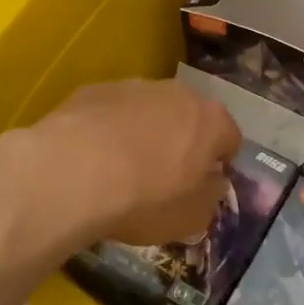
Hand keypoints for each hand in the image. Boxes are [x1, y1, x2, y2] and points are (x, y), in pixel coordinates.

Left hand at [22, 78, 241, 247]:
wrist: (72, 173)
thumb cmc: (145, 199)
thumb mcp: (192, 217)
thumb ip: (211, 196)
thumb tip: (212, 182)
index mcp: (211, 121)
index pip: (230, 138)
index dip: (219, 163)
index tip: (202, 185)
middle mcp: (178, 93)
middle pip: (190, 117)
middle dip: (183, 141)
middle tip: (165, 176)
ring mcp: (134, 86)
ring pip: (150, 109)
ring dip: (145, 132)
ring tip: (123, 167)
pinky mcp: (94, 89)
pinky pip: (112, 111)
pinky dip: (109, 129)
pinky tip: (92, 158)